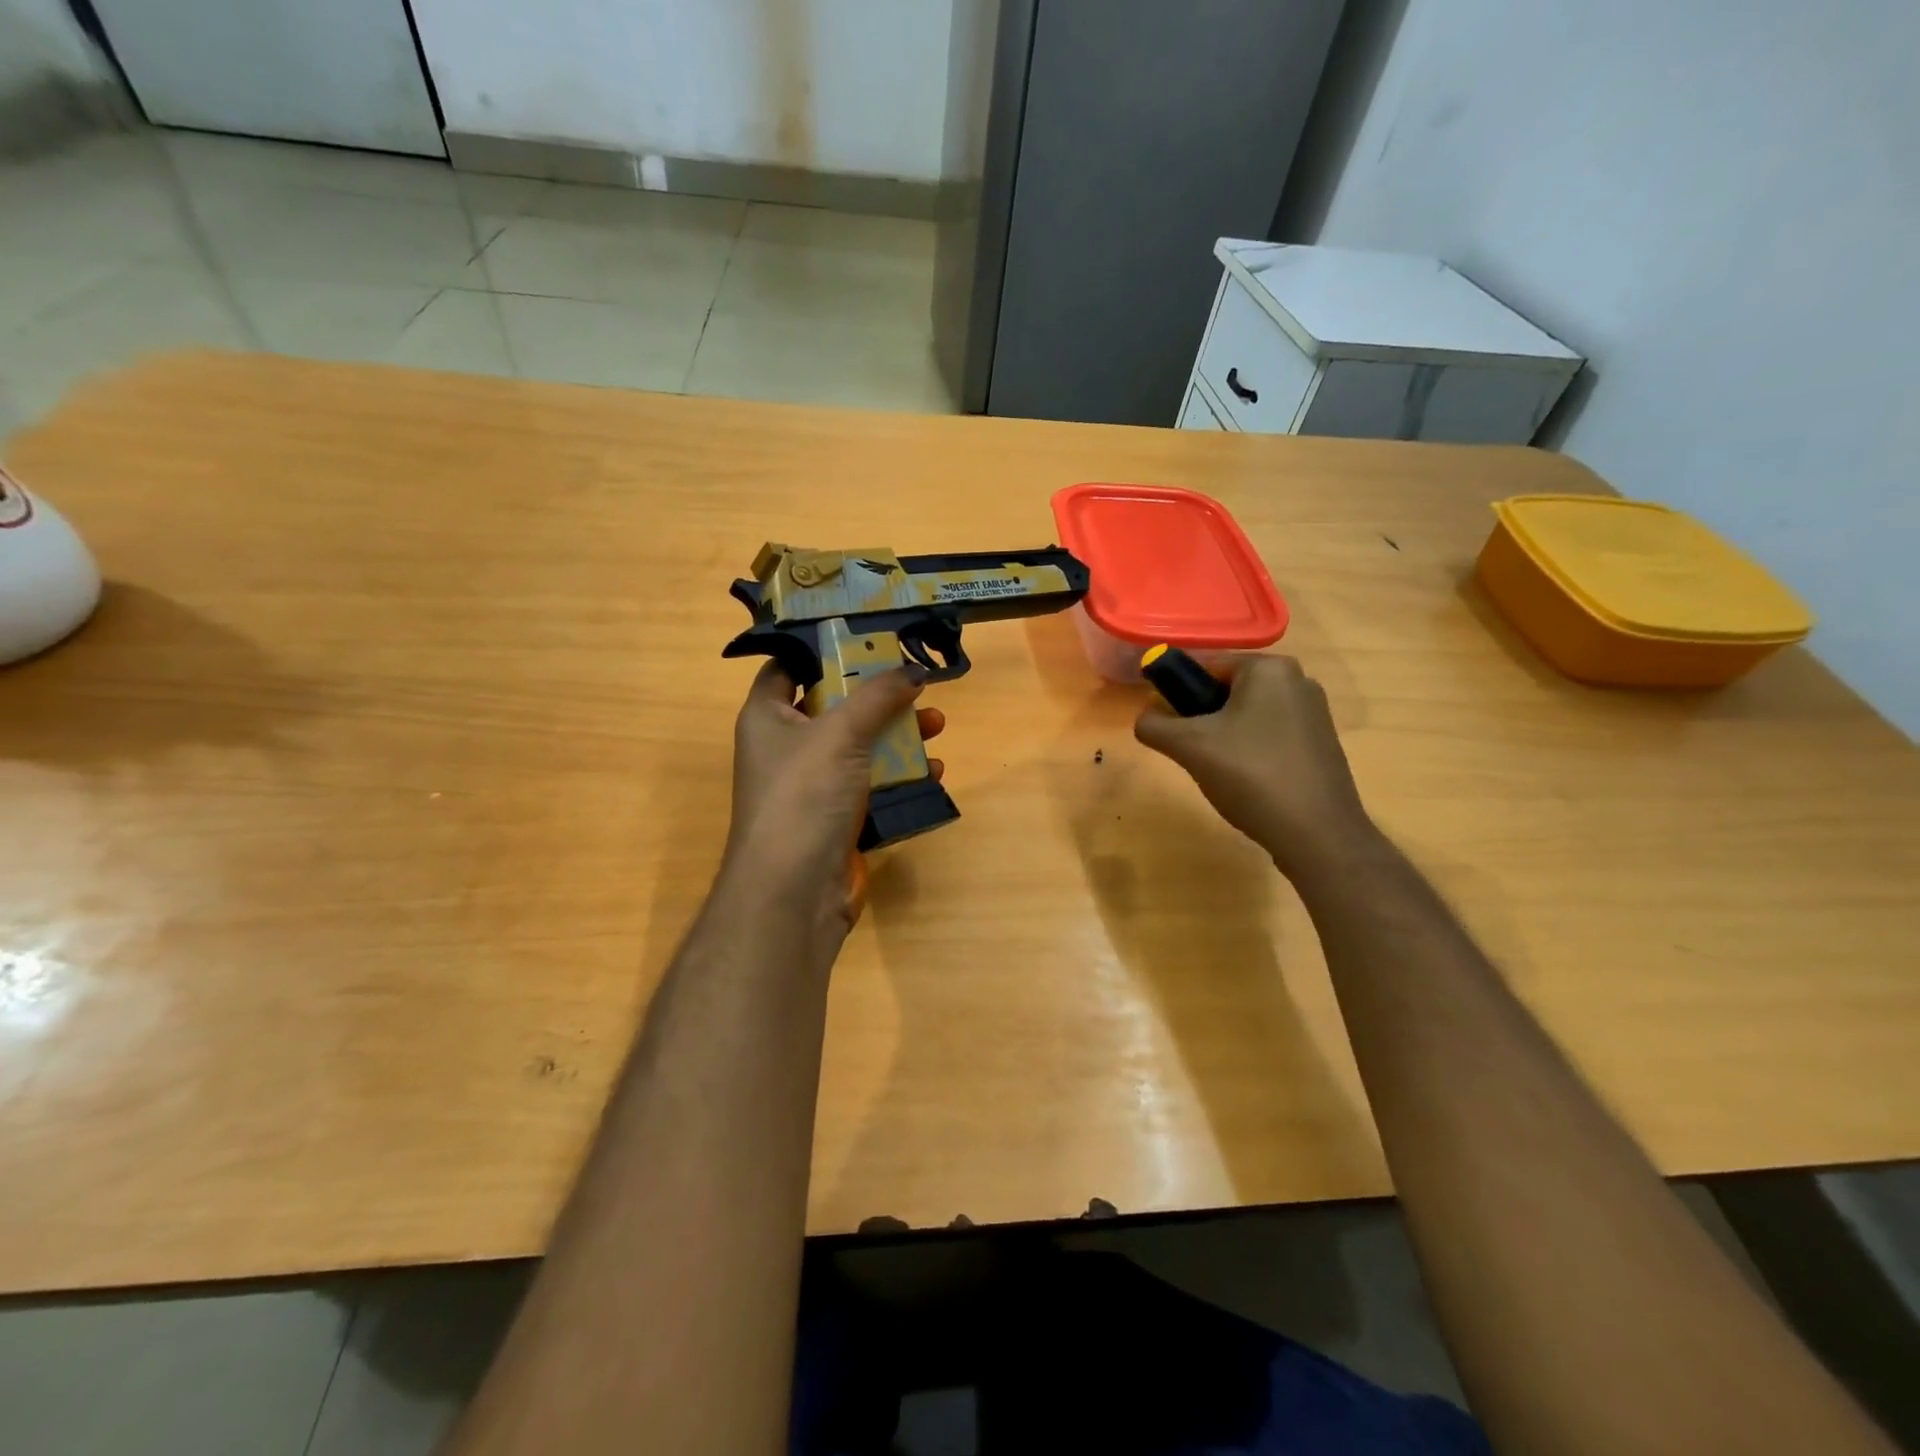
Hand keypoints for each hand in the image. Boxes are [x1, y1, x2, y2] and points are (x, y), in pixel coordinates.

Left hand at [723, 661, 945, 938]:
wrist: (794, 891)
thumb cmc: (804, 795)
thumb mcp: (841, 733)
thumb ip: (878, 696)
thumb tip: (912, 670)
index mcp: (767, 716)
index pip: (789, 666)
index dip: (824, 648)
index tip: (868, 635)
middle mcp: (786, 746)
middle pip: (835, 705)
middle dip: (879, 695)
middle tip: (917, 683)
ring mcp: (812, 784)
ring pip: (859, 745)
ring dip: (898, 734)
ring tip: (937, 724)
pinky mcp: (836, 815)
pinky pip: (871, 782)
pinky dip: (899, 774)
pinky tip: (932, 770)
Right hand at [1134, 654, 1376, 880]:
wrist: (1317, 834)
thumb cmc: (1251, 776)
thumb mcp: (1189, 747)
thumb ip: (1154, 725)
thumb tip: (1145, 718)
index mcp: (1268, 668)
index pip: (1206, 666)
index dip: (1177, 692)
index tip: (1167, 725)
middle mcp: (1297, 680)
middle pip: (1227, 690)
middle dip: (1202, 718)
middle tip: (1192, 752)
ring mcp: (1314, 713)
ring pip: (1247, 715)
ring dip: (1224, 737)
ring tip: (1218, 771)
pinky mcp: (1321, 743)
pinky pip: (1270, 735)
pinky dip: (1250, 751)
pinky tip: (1246, 781)